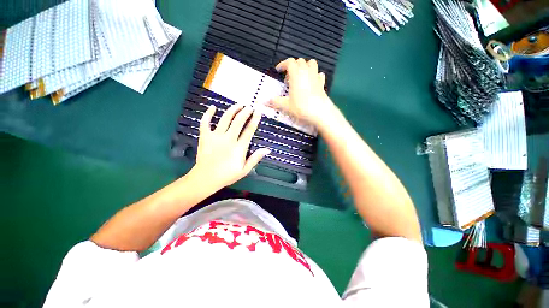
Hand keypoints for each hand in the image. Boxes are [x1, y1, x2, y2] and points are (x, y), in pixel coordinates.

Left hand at [190, 104, 270, 190]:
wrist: (205, 178)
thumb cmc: (227, 175)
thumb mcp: (244, 170)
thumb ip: (255, 158)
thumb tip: (267, 149)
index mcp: (239, 147)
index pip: (249, 130)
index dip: (255, 119)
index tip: (258, 112)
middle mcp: (228, 139)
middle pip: (238, 121)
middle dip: (245, 112)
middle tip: (249, 107)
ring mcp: (215, 136)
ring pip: (225, 118)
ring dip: (232, 110)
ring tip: (238, 105)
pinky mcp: (205, 136)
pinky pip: (205, 122)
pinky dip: (208, 114)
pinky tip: (212, 107)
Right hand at [270, 58, 335, 126]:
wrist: (320, 112)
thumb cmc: (301, 107)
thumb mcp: (286, 105)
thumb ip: (275, 101)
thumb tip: (265, 101)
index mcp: (296, 74)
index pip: (289, 62)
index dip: (283, 64)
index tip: (278, 70)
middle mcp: (306, 71)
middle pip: (300, 61)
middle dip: (292, 66)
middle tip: (288, 78)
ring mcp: (316, 76)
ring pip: (311, 63)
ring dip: (304, 67)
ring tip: (300, 77)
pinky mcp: (322, 83)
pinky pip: (318, 74)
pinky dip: (314, 75)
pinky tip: (311, 82)